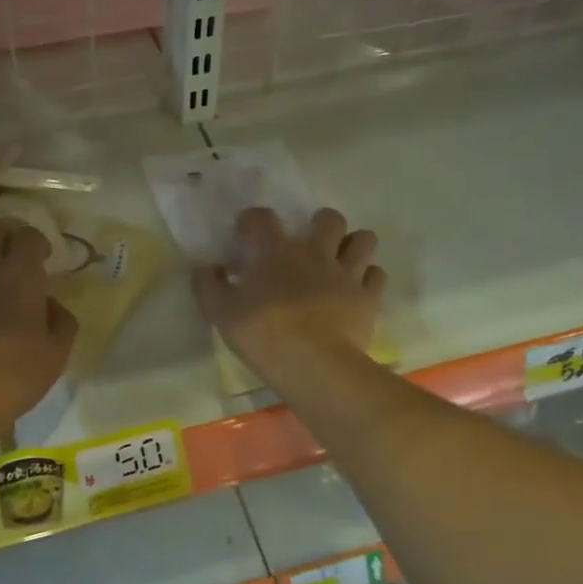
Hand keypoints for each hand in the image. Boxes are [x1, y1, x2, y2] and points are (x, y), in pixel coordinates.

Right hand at [193, 207, 384, 384]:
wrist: (315, 365)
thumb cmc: (264, 335)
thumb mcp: (221, 313)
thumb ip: (209, 286)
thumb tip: (205, 268)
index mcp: (277, 252)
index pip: (264, 218)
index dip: (253, 219)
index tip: (246, 233)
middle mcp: (316, 253)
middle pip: (328, 218)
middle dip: (320, 223)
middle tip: (309, 242)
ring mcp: (347, 273)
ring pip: (363, 240)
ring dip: (352, 244)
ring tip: (341, 259)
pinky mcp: (369, 297)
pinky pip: (377, 275)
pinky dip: (368, 277)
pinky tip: (357, 289)